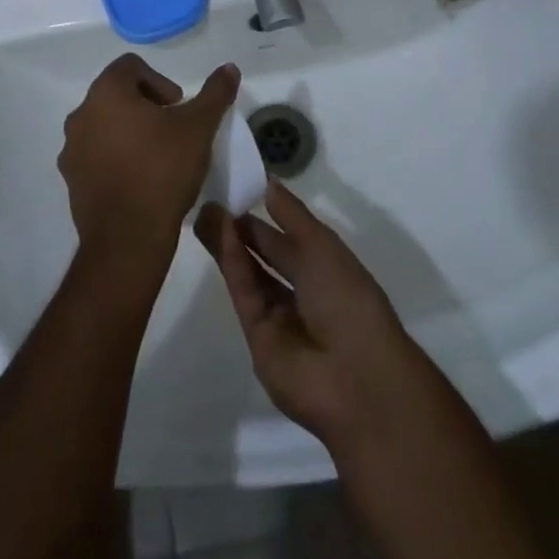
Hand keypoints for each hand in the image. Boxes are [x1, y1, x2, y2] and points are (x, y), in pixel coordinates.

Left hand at [59, 53, 239, 263]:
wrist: (128, 239)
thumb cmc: (163, 171)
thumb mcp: (199, 128)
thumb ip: (214, 93)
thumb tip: (229, 67)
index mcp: (106, 93)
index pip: (130, 66)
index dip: (159, 81)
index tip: (178, 108)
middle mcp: (81, 115)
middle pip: (116, 94)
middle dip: (146, 106)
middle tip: (172, 130)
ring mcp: (72, 149)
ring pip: (104, 126)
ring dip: (129, 132)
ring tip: (157, 157)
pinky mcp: (72, 180)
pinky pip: (95, 156)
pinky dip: (116, 158)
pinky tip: (140, 180)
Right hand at [195, 183, 420, 454]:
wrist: (355, 376)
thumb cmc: (347, 296)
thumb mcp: (321, 243)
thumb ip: (290, 213)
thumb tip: (267, 181)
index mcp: (327, 267)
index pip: (289, 235)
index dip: (265, 213)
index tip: (236, 188)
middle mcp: (303, 290)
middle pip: (265, 254)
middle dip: (240, 228)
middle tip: (209, 199)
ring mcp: (280, 317)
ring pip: (249, 273)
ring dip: (229, 243)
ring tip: (203, 211)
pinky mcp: (257, 338)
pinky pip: (245, 293)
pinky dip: (233, 264)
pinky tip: (220, 233)